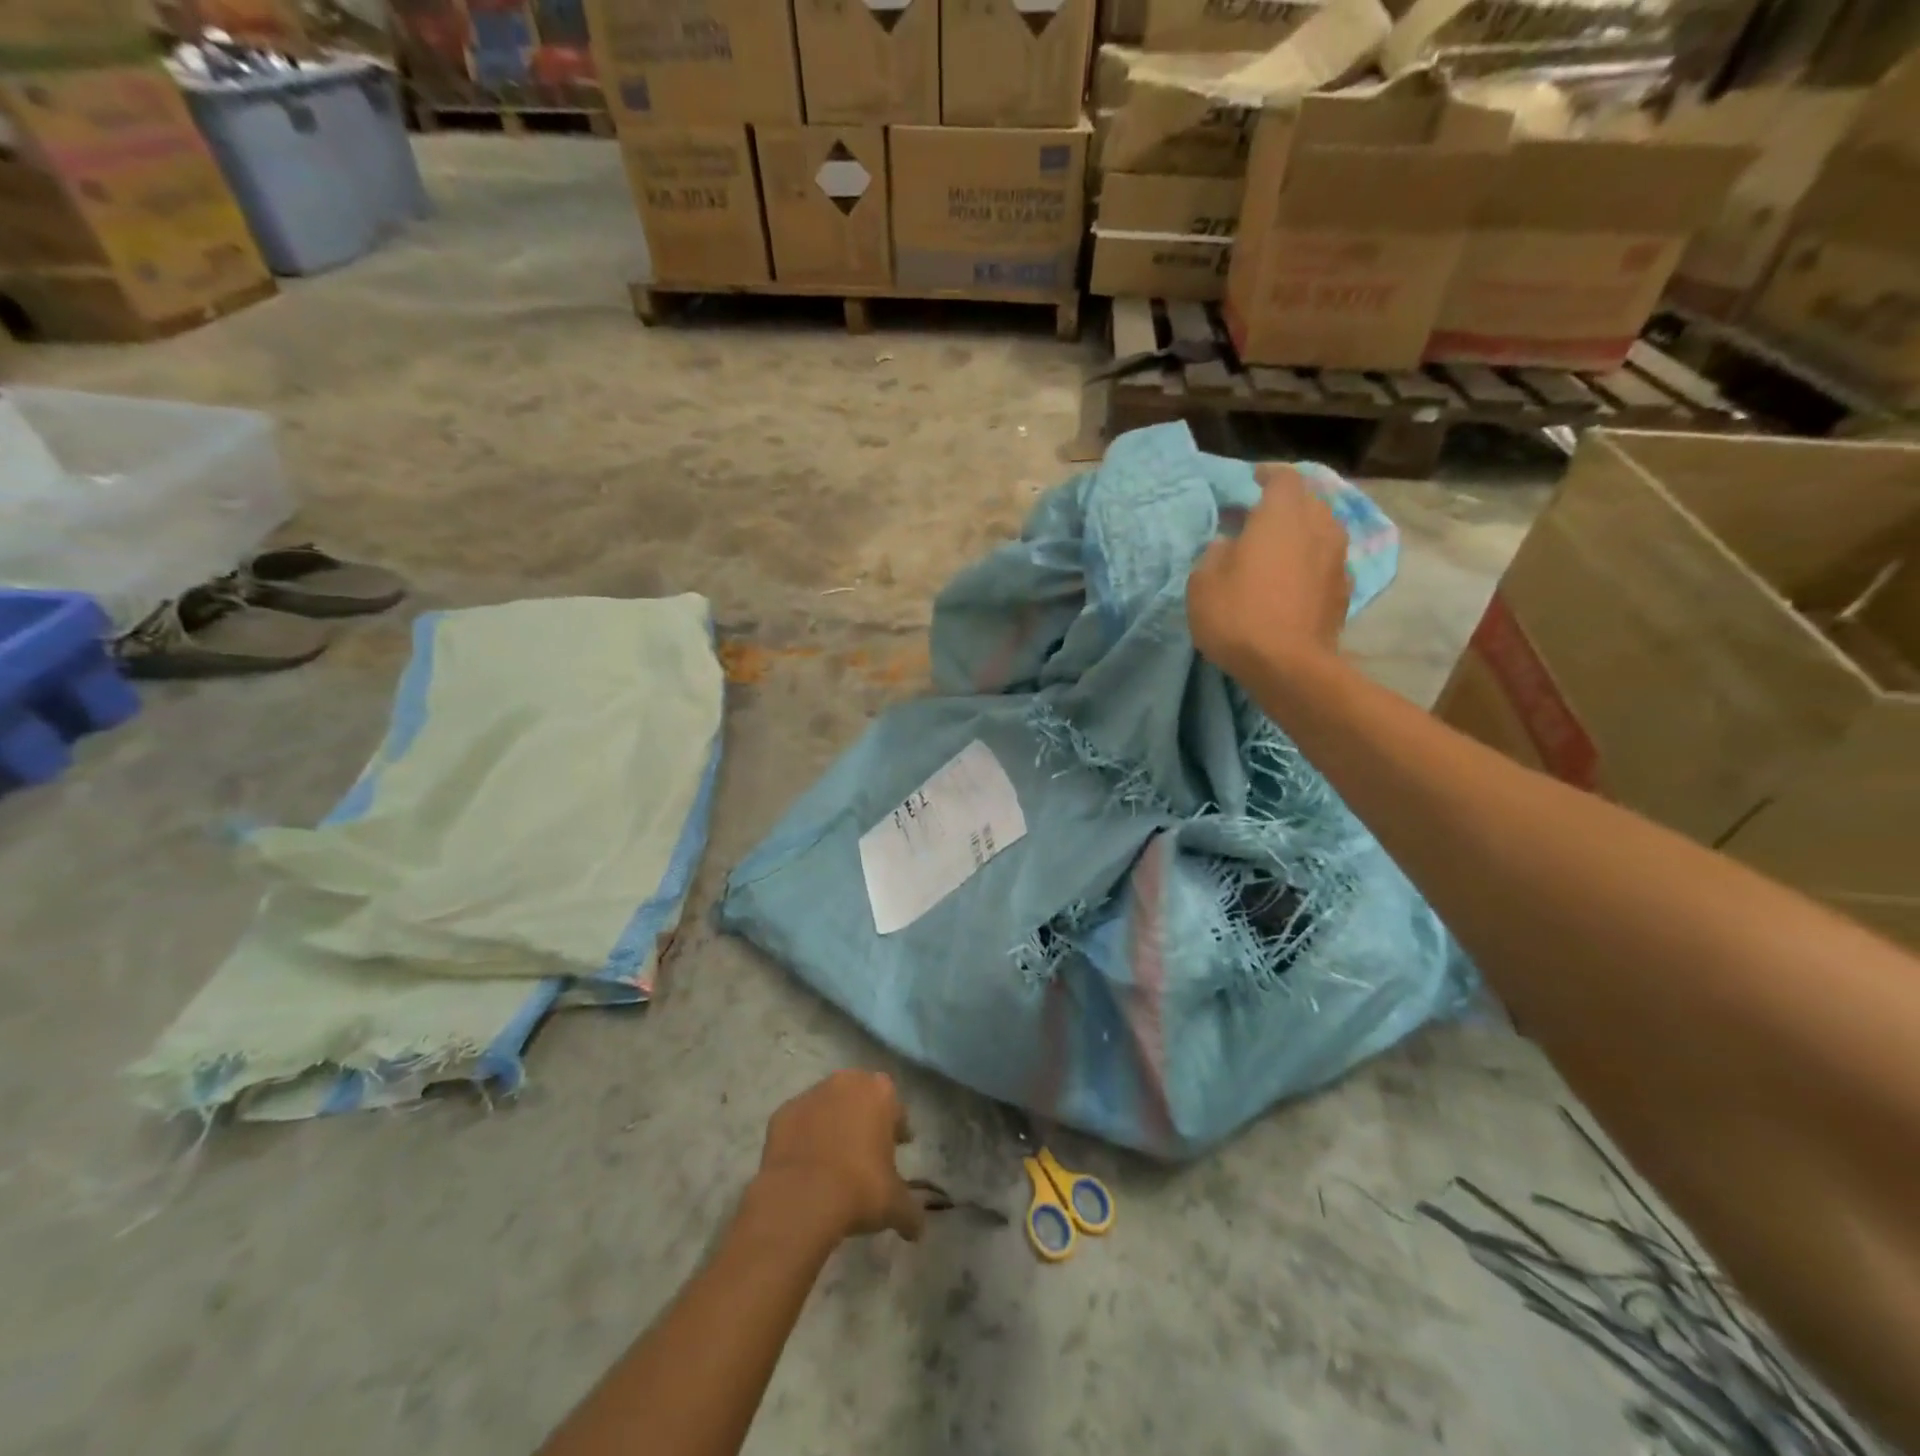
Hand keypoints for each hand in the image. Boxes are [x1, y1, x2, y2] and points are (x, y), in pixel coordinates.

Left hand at [755, 1071, 924, 1243]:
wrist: (801, 1198)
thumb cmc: (859, 1189)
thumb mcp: (895, 1205)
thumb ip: (911, 1212)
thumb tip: (918, 1230)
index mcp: (879, 1092)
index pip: (894, 1106)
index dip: (896, 1128)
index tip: (897, 1147)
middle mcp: (846, 1083)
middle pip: (860, 1097)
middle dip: (864, 1118)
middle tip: (866, 1150)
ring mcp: (810, 1095)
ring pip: (828, 1106)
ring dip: (832, 1125)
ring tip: (833, 1160)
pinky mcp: (782, 1113)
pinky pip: (800, 1123)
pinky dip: (804, 1137)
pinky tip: (806, 1165)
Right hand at [1188, 463, 1350, 682]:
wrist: (1288, 666)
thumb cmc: (1238, 615)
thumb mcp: (1203, 582)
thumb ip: (1215, 553)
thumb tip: (1228, 545)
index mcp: (1282, 515)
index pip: (1282, 478)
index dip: (1266, 475)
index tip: (1251, 480)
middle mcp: (1318, 527)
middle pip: (1306, 502)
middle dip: (1284, 505)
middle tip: (1257, 519)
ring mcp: (1337, 559)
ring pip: (1320, 531)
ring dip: (1299, 535)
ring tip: (1275, 550)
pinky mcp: (1343, 591)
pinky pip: (1325, 562)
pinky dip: (1309, 563)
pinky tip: (1291, 581)